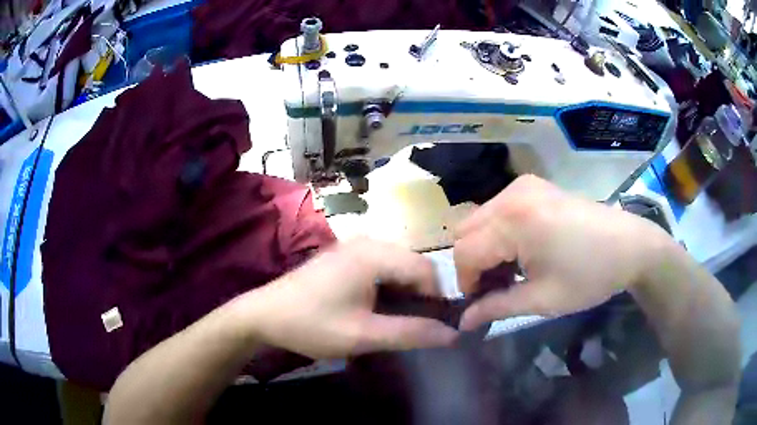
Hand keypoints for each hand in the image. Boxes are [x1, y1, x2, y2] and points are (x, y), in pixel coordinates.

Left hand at [241, 238, 458, 358]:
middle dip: (421, 295)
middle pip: (413, 264)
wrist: (264, 315)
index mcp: (373, 254)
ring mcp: (353, 246)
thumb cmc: (312, 325)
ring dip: (405, 291)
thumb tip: (452, 334)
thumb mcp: (363, 335)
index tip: (435, 326)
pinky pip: (381, 266)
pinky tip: (379, 308)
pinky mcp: (345, 256)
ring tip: (398, 320)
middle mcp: (367, 241)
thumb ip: (410, 333)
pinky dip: (389, 286)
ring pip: (398, 266)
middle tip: (416, 326)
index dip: (437, 298)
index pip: (426, 269)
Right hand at [454, 175, 668, 330]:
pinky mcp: (533, 186)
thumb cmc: (590, 275)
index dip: (466, 283)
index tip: (481, 304)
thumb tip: (463, 321)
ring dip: (486, 248)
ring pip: (480, 220)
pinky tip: (522, 250)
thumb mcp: (542, 299)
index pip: (464, 252)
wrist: (630, 245)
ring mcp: (522, 186)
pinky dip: (499, 233)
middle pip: (466, 232)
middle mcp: (512, 195)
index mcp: (514, 221)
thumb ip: (497, 308)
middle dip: (474, 264)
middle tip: (497, 288)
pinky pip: (498, 210)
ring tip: (512, 271)